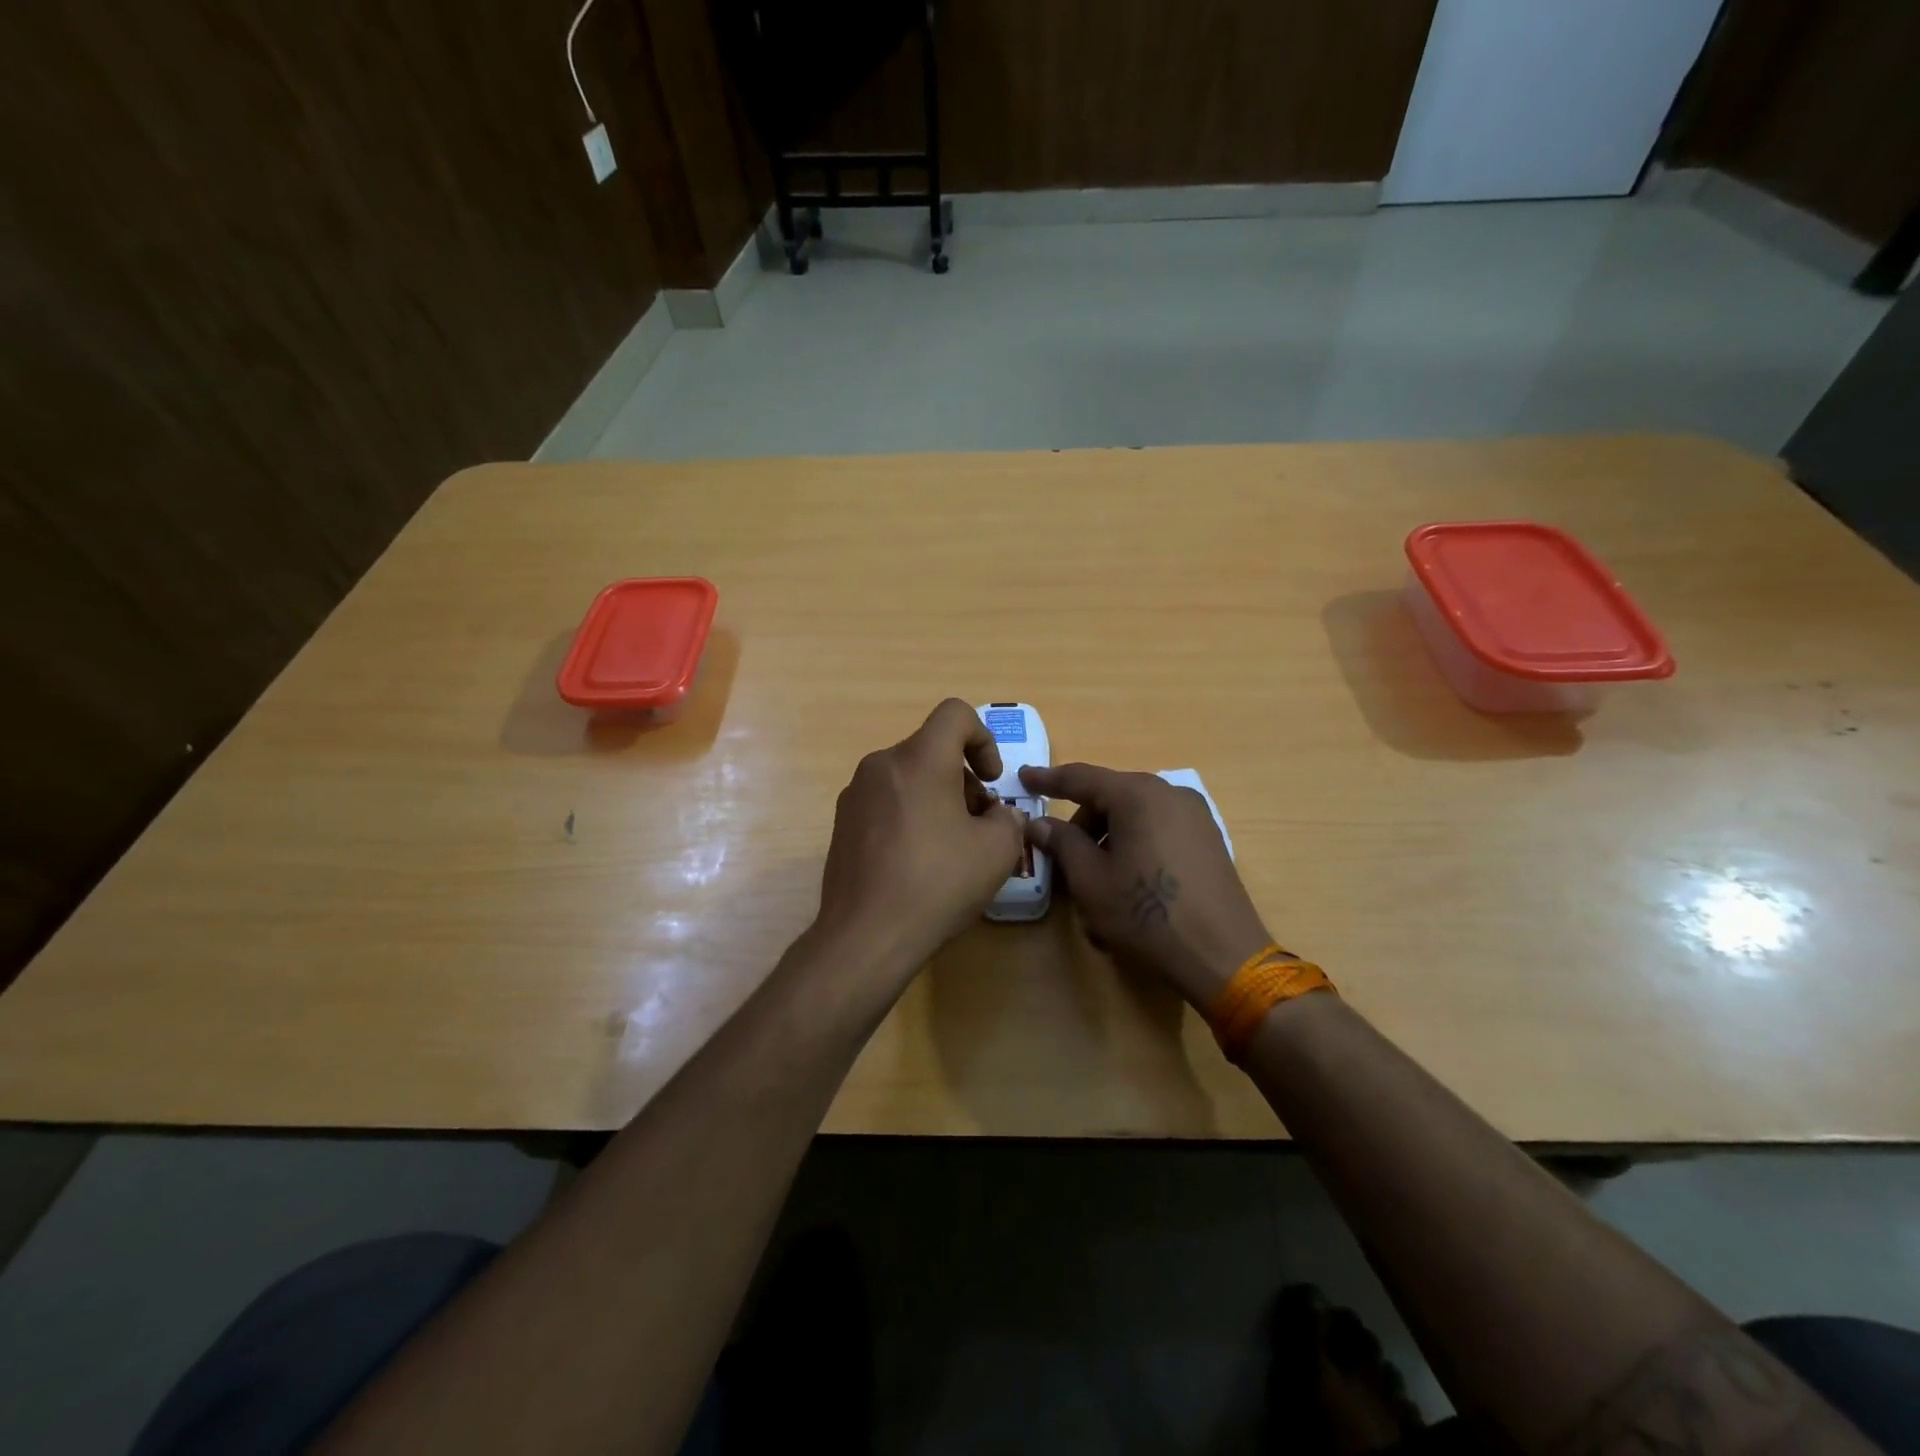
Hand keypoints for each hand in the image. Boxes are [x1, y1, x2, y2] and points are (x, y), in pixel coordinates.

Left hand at [814, 699, 1024, 980]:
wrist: (866, 935)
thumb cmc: (938, 883)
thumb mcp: (997, 851)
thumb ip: (1009, 819)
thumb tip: (998, 815)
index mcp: (919, 759)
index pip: (955, 714)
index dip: (983, 738)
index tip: (991, 780)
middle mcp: (881, 765)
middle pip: (932, 750)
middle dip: (963, 779)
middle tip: (979, 825)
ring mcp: (855, 794)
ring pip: (908, 777)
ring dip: (937, 799)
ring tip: (951, 848)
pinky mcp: (842, 824)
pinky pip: (886, 803)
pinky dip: (910, 816)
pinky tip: (918, 863)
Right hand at [1018, 763, 1272, 1006]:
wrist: (1222, 955)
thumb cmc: (1146, 914)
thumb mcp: (1091, 880)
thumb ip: (1062, 843)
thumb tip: (1039, 823)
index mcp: (1137, 795)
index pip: (1081, 777)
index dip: (1048, 779)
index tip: (1024, 777)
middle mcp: (1169, 793)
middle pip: (1111, 796)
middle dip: (1083, 822)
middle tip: (1062, 854)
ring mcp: (1195, 815)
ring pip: (1135, 815)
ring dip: (1109, 838)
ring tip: (1096, 881)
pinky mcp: (1208, 839)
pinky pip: (1159, 830)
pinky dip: (1135, 845)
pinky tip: (1128, 883)